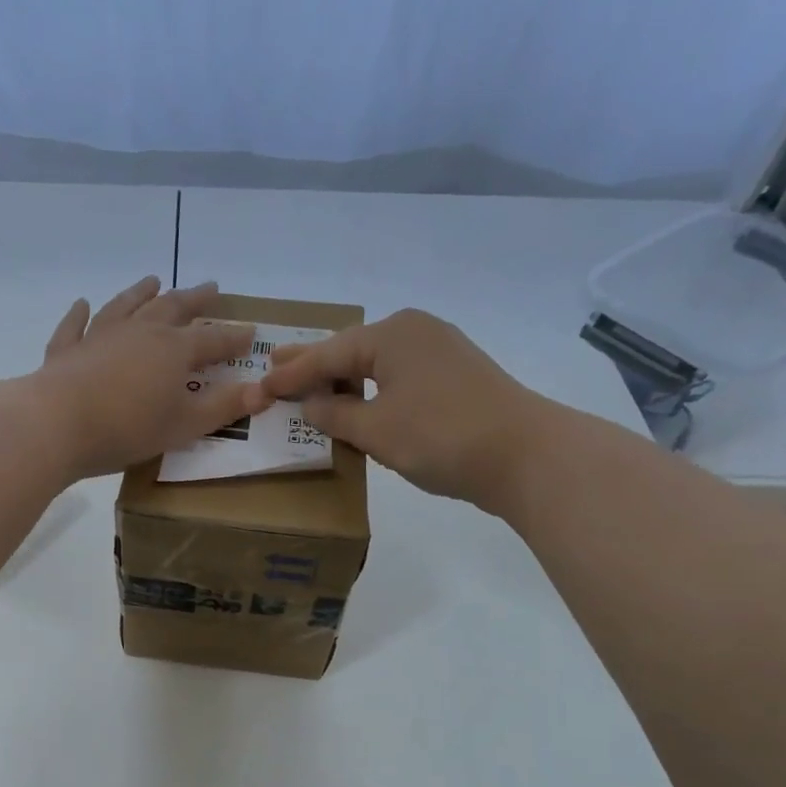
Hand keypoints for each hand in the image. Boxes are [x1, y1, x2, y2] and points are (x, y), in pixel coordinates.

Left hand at [31, 276, 269, 479]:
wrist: (58, 423)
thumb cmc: (128, 427)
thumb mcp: (184, 424)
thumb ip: (223, 407)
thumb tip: (262, 392)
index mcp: (173, 351)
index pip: (212, 340)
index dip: (233, 338)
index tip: (250, 332)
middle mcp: (140, 332)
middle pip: (172, 308)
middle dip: (194, 299)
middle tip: (210, 288)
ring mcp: (100, 336)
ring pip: (126, 306)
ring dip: (141, 292)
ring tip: (153, 280)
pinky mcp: (67, 350)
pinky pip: (75, 326)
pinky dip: (80, 314)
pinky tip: (82, 304)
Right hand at [261, 309, 550, 510]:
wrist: (526, 455)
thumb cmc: (441, 437)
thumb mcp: (375, 430)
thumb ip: (334, 415)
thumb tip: (312, 404)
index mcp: (390, 335)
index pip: (327, 355)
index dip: (291, 374)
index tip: (260, 385)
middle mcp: (415, 331)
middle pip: (351, 350)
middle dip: (314, 364)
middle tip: (275, 366)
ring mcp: (440, 351)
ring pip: (376, 363)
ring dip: (344, 379)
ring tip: (310, 386)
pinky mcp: (456, 375)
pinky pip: (398, 376)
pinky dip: (372, 388)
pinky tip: (357, 400)